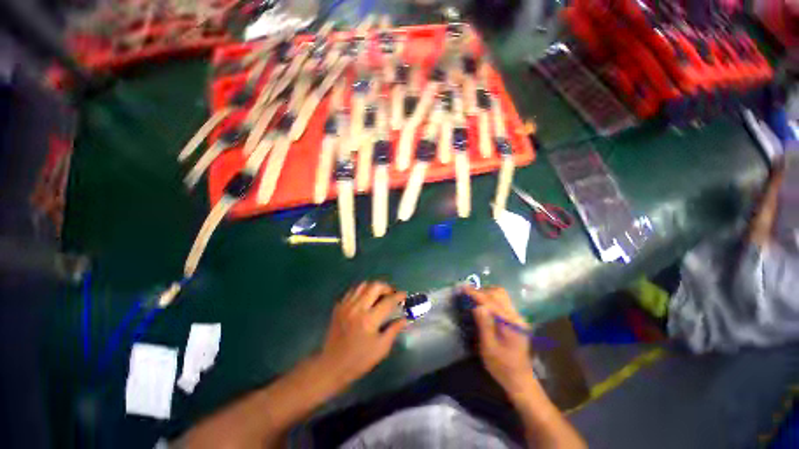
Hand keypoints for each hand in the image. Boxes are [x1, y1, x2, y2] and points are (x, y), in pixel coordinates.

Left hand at [316, 281, 406, 386]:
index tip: (404, 295)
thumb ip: (394, 330)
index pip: (388, 301)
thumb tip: (405, 318)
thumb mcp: (381, 348)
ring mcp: (346, 305)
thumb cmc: (359, 360)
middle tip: (391, 294)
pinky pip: (352, 291)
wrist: (332, 365)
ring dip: (374, 287)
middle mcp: (357, 308)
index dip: (399, 296)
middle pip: (375, 286)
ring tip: (379, 295)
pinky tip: (365, 300)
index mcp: (369, 319)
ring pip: (363, 285)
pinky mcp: (339, 307)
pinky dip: (362, 291)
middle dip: (387, 287)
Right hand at [463, 286, 536, 400]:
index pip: (491, 302)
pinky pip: (503, 302)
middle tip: (467, 293)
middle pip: (499, 294)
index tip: (463, 287)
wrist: (520, 380)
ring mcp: (518, 317)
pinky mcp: (516, 320)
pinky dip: (491, 298)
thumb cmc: (502, 366)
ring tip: (474, 297)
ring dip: (487, 293)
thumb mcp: (489, 348)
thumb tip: (478, 306)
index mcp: (510, 324)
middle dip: (482, 290)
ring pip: (502, 296)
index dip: (476, 293)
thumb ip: (484, 325)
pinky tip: (483, 304)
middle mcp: (516, 317)